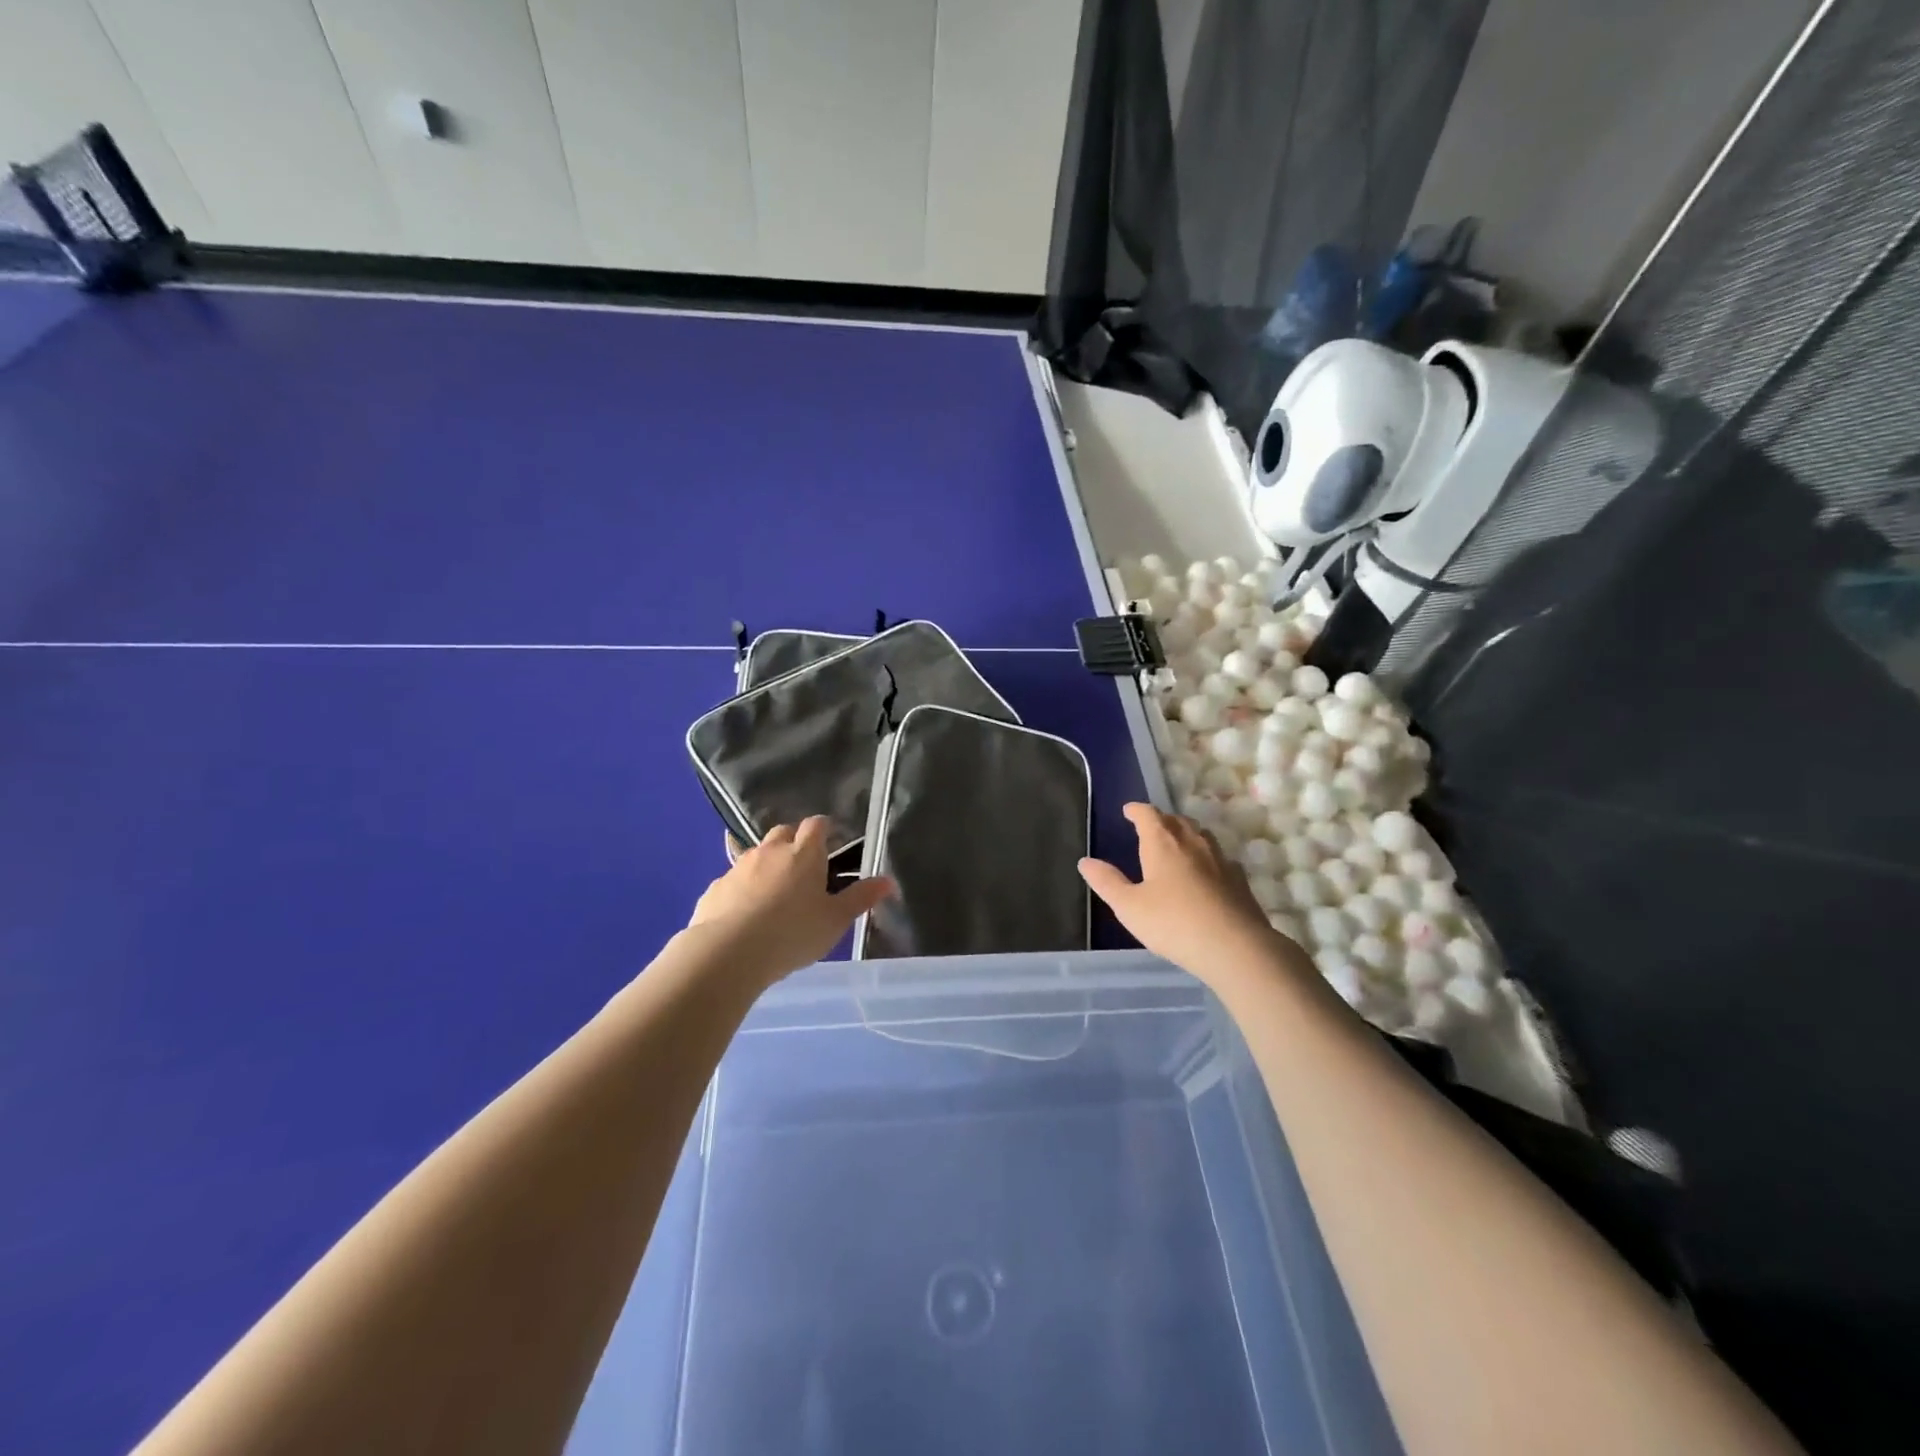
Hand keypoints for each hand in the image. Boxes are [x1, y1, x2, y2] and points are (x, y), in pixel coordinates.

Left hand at [687, 817, 893, 986]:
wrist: (728, 953)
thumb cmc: (793, 933)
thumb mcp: (835, 920)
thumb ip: (861, 898)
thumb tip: (888, 881)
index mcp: (804, 853)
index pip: (816, 824)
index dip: (824, 829)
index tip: (831, 842)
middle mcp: (770, 851)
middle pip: (783, 832)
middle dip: (794, 842)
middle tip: (804, 868)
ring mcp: (738, 867)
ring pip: (756, 855)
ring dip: (767, 865)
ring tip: (774, 894)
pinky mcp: (715, 888)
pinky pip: (733, 881)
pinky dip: (742, 889)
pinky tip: (745, 914)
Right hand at [1079, 802, 1299, 989]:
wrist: (1235, 947)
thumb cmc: (1173, 923)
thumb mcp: (1129, 907)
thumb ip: (1107, 882)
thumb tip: (1085, 861)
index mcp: (1162, 843)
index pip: (1148, 815)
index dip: (1137, 810)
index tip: (1128, 810)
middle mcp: (1192, 843)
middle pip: (1176, 820)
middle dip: (1162, 820)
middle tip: (1150, 828)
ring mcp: (1220, 859)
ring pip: (1201, 835)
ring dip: (1186, 834)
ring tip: (1177, 845)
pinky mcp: (1239, 879)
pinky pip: (1219, 857)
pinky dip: (1207, 858)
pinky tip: (1207, 873)